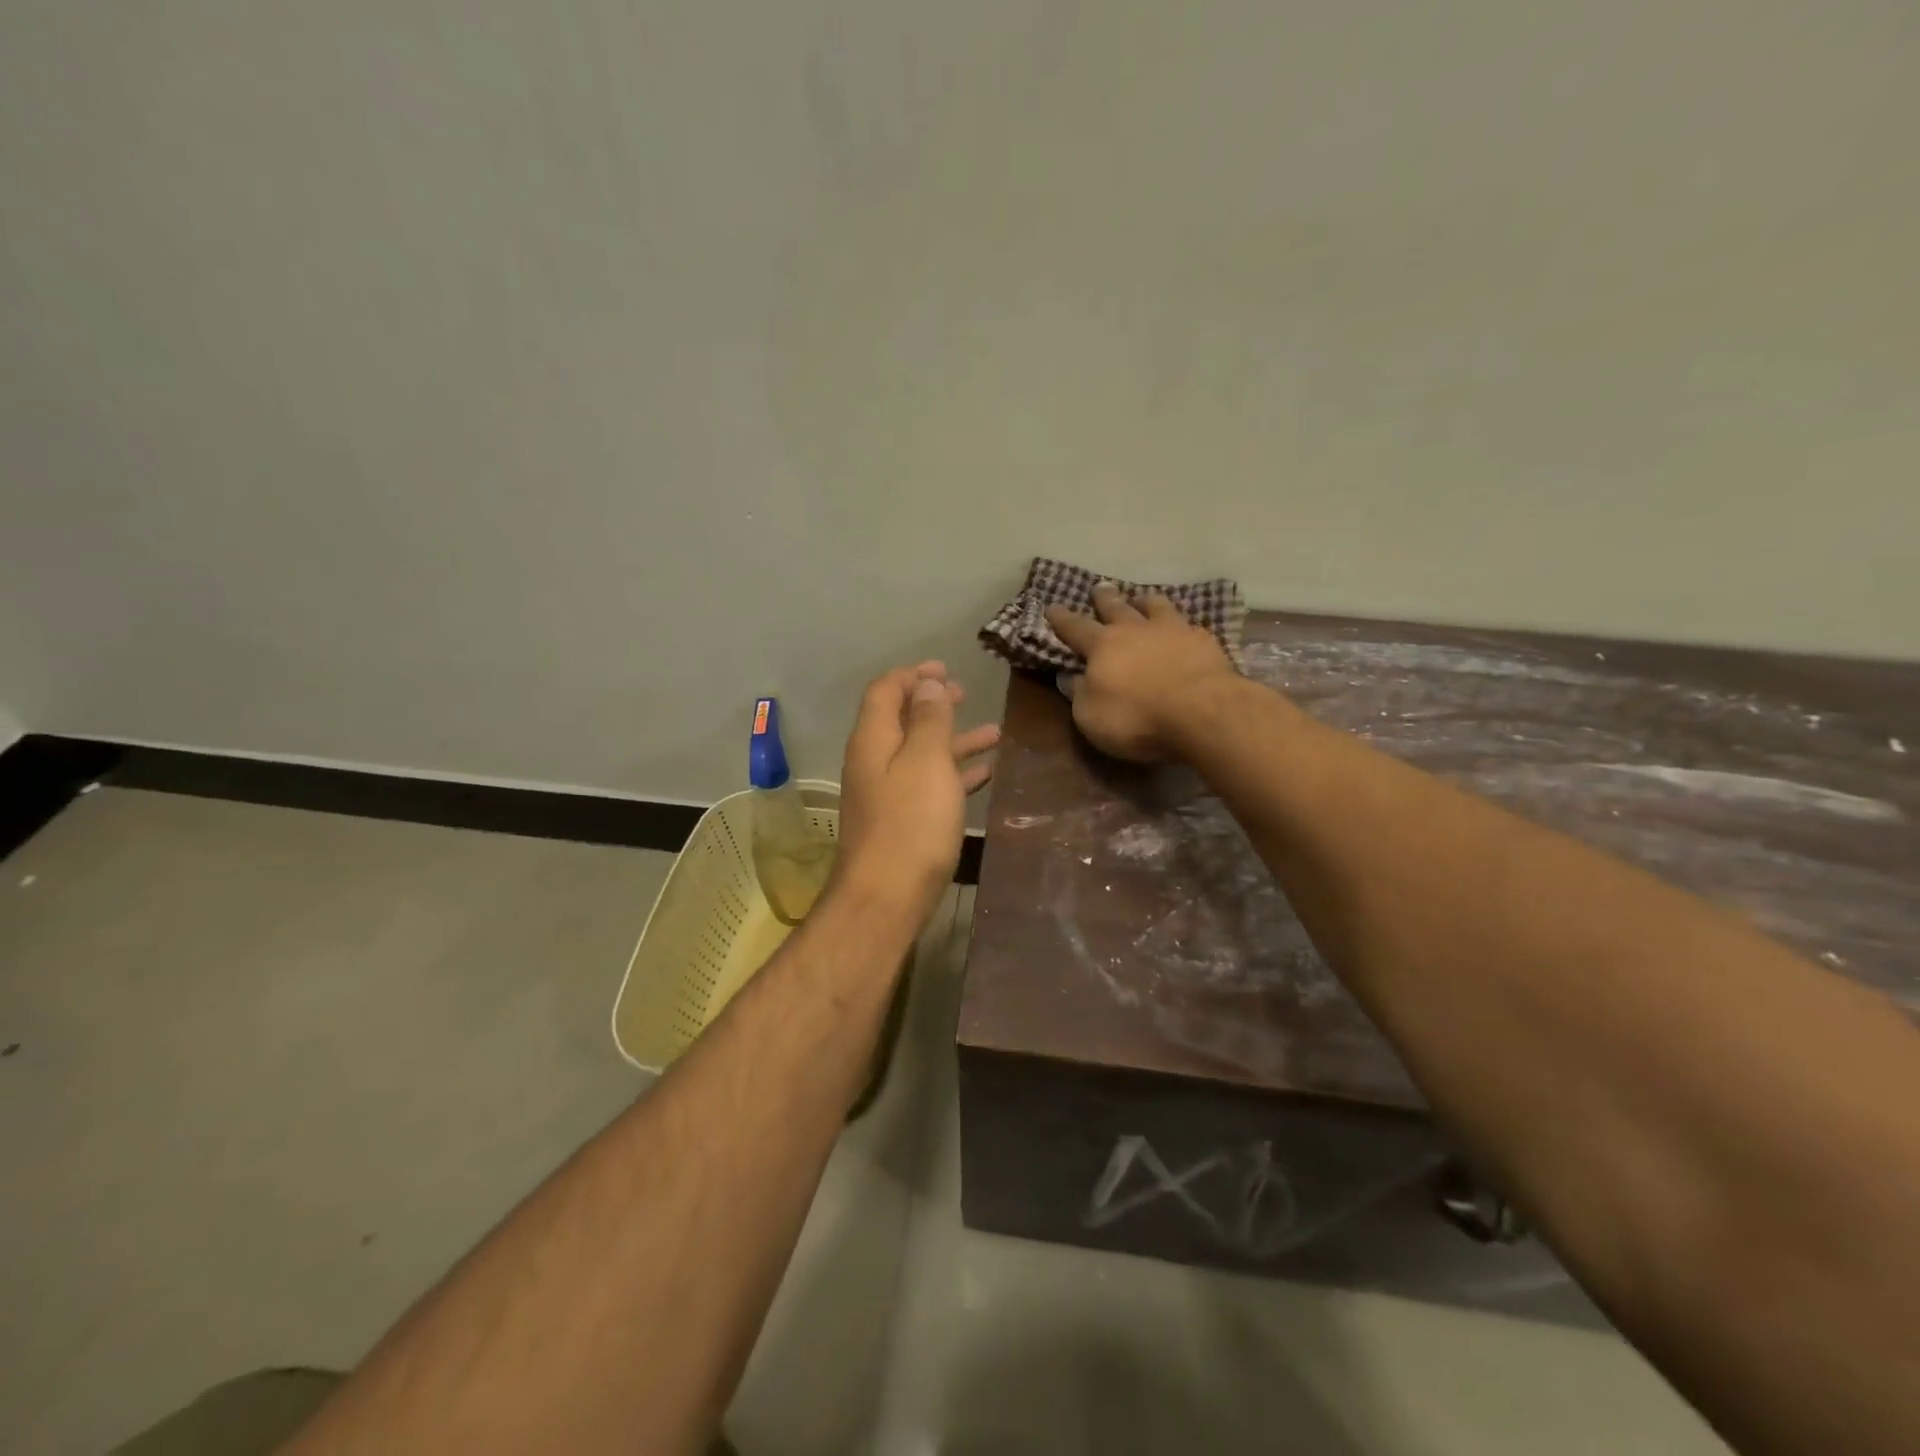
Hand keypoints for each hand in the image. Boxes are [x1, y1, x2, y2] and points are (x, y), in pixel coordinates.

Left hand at [831, 662, 999, 922]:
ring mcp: (886, 793)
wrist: (886, 899)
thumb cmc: (911, 824)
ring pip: (921, 754)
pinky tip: (984, 774)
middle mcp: (874, 761)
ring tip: (993, 733)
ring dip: (953, 740)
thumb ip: (928, 719)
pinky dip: (954, 773)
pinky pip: (930, 785)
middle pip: (901, 720)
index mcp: (873, 739)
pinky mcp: (901, 821)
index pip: (885, 690)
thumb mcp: (926, 761)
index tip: (945, 669)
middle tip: (964, 694)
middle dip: (933, 704)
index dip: (913, 675)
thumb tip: (927, 682)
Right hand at [1045, 585, 1237, 762]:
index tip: (1051, 606)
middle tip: (1100, 588)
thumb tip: (1069, 677)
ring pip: (1156, 606)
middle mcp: (1136, 630)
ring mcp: (1173, 631)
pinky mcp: (1205, 642)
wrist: (1203, 713)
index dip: (1061, 619)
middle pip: (1117, 607)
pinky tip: (1184, 628)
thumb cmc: (1137, 718)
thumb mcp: (1091, 716)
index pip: (1075, 628)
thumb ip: (1079, 693)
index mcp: (1103, 646)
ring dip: (1145, 602)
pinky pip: (1188, 624)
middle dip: (1104, 598)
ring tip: (1142, 598)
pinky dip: (1180, 623)